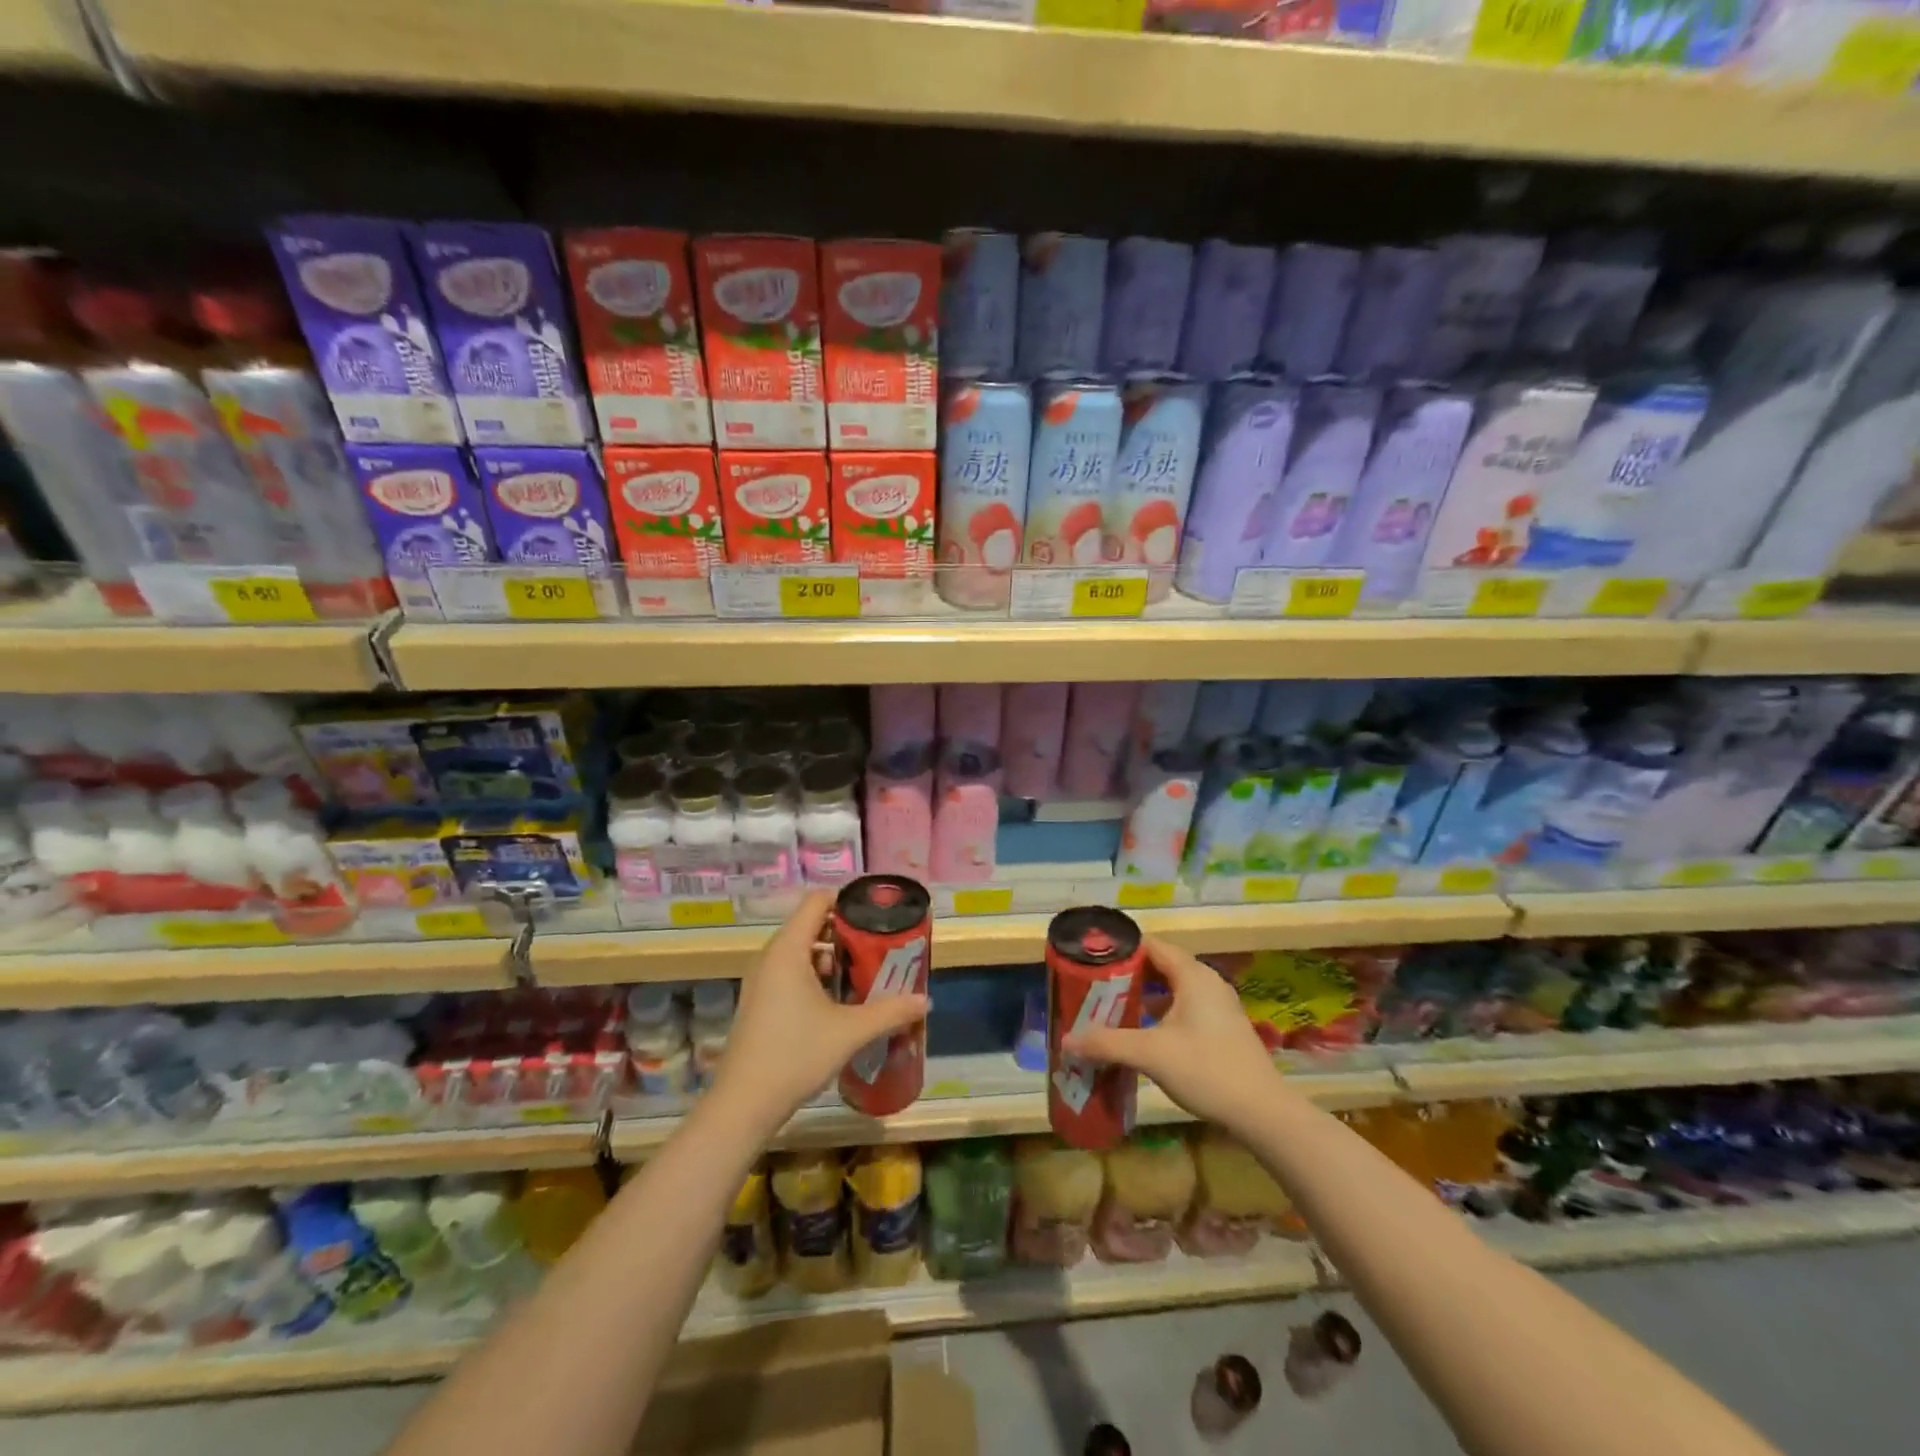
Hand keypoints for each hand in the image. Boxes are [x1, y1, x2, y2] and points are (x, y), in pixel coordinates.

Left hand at [709, 890, 929, 1132]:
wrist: (743, 1105)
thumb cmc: (796, 1055)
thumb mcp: (850, 1031)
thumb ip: (890, 1011)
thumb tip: (924, 1000)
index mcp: (788, 949)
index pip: (817, 901)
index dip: (848, 901)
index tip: (877, 915)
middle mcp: (770, 956)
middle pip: (811, 925)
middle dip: (847, 933)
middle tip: (879, 947)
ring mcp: (761, 980)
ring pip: (802, 952)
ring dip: (833, 958)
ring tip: (865, 975)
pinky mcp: (759, 1002)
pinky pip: (791, 972)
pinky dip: (816, 977)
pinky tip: (840, 1002)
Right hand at [1062, 936, 1279, 1133]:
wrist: (1263, 1113)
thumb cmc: (1206, 1070)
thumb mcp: (1150, 1054)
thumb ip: (1107, 1043)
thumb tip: (1067, 1041)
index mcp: (1192, 975)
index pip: (1150, 945)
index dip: (1120, 950)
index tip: (1092, 961)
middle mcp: (1207, 982)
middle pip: (1160, 966)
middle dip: (1127, 976)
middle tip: (1096, 989)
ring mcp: (1219, 1006)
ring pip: (1173, 989)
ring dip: (1144, 997)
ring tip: (1112, 1010)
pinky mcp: (1223, 1028)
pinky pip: (1185, 1007)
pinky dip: (1162, 1013)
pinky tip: (1143, 1035)